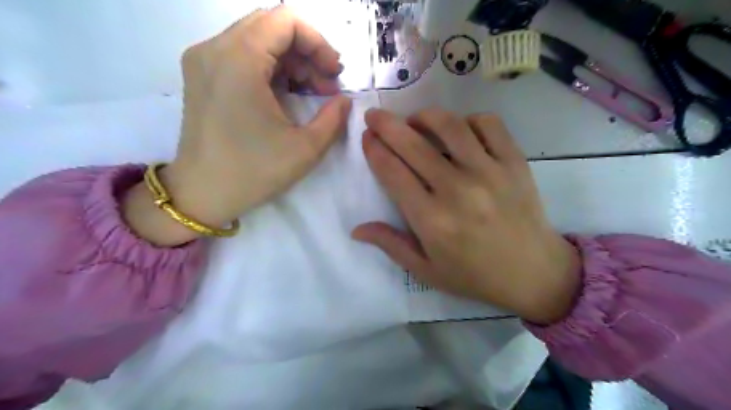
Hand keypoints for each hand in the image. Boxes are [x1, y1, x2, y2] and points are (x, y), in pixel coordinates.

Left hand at [124, 6, 352, 245]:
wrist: (202, 194)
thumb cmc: (253, 172)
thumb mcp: (305, 148)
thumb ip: (334, 118)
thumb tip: (344, 100)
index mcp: (239, 61)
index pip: (285, 20)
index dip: (319, 42)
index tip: (334, 73)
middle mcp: (214, 49)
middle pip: (271, 26)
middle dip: (308, 51)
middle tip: (328, 83)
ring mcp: (203, 60)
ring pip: (258, 39)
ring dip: (292, 60)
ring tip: (314, 91)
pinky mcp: (202, 76)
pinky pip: (242, 55)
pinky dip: (271, 67)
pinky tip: (288, 93)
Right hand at [352, 107, 579, 322]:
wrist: (534, 273)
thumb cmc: (474, 276)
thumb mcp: (426, 270)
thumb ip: (390, 245)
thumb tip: (356, 229)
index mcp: (432, 220)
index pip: (392, 173)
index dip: (374, 150)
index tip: (366, 138)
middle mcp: (457, 190)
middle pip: (413, 145)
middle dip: (386, 125)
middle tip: (374, 115)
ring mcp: (489, 172)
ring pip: (450, 126)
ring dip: (424, 116)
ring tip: (414, 120)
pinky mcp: (514, 162)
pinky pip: (489, 124)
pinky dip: (469, 119)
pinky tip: (459, 130)